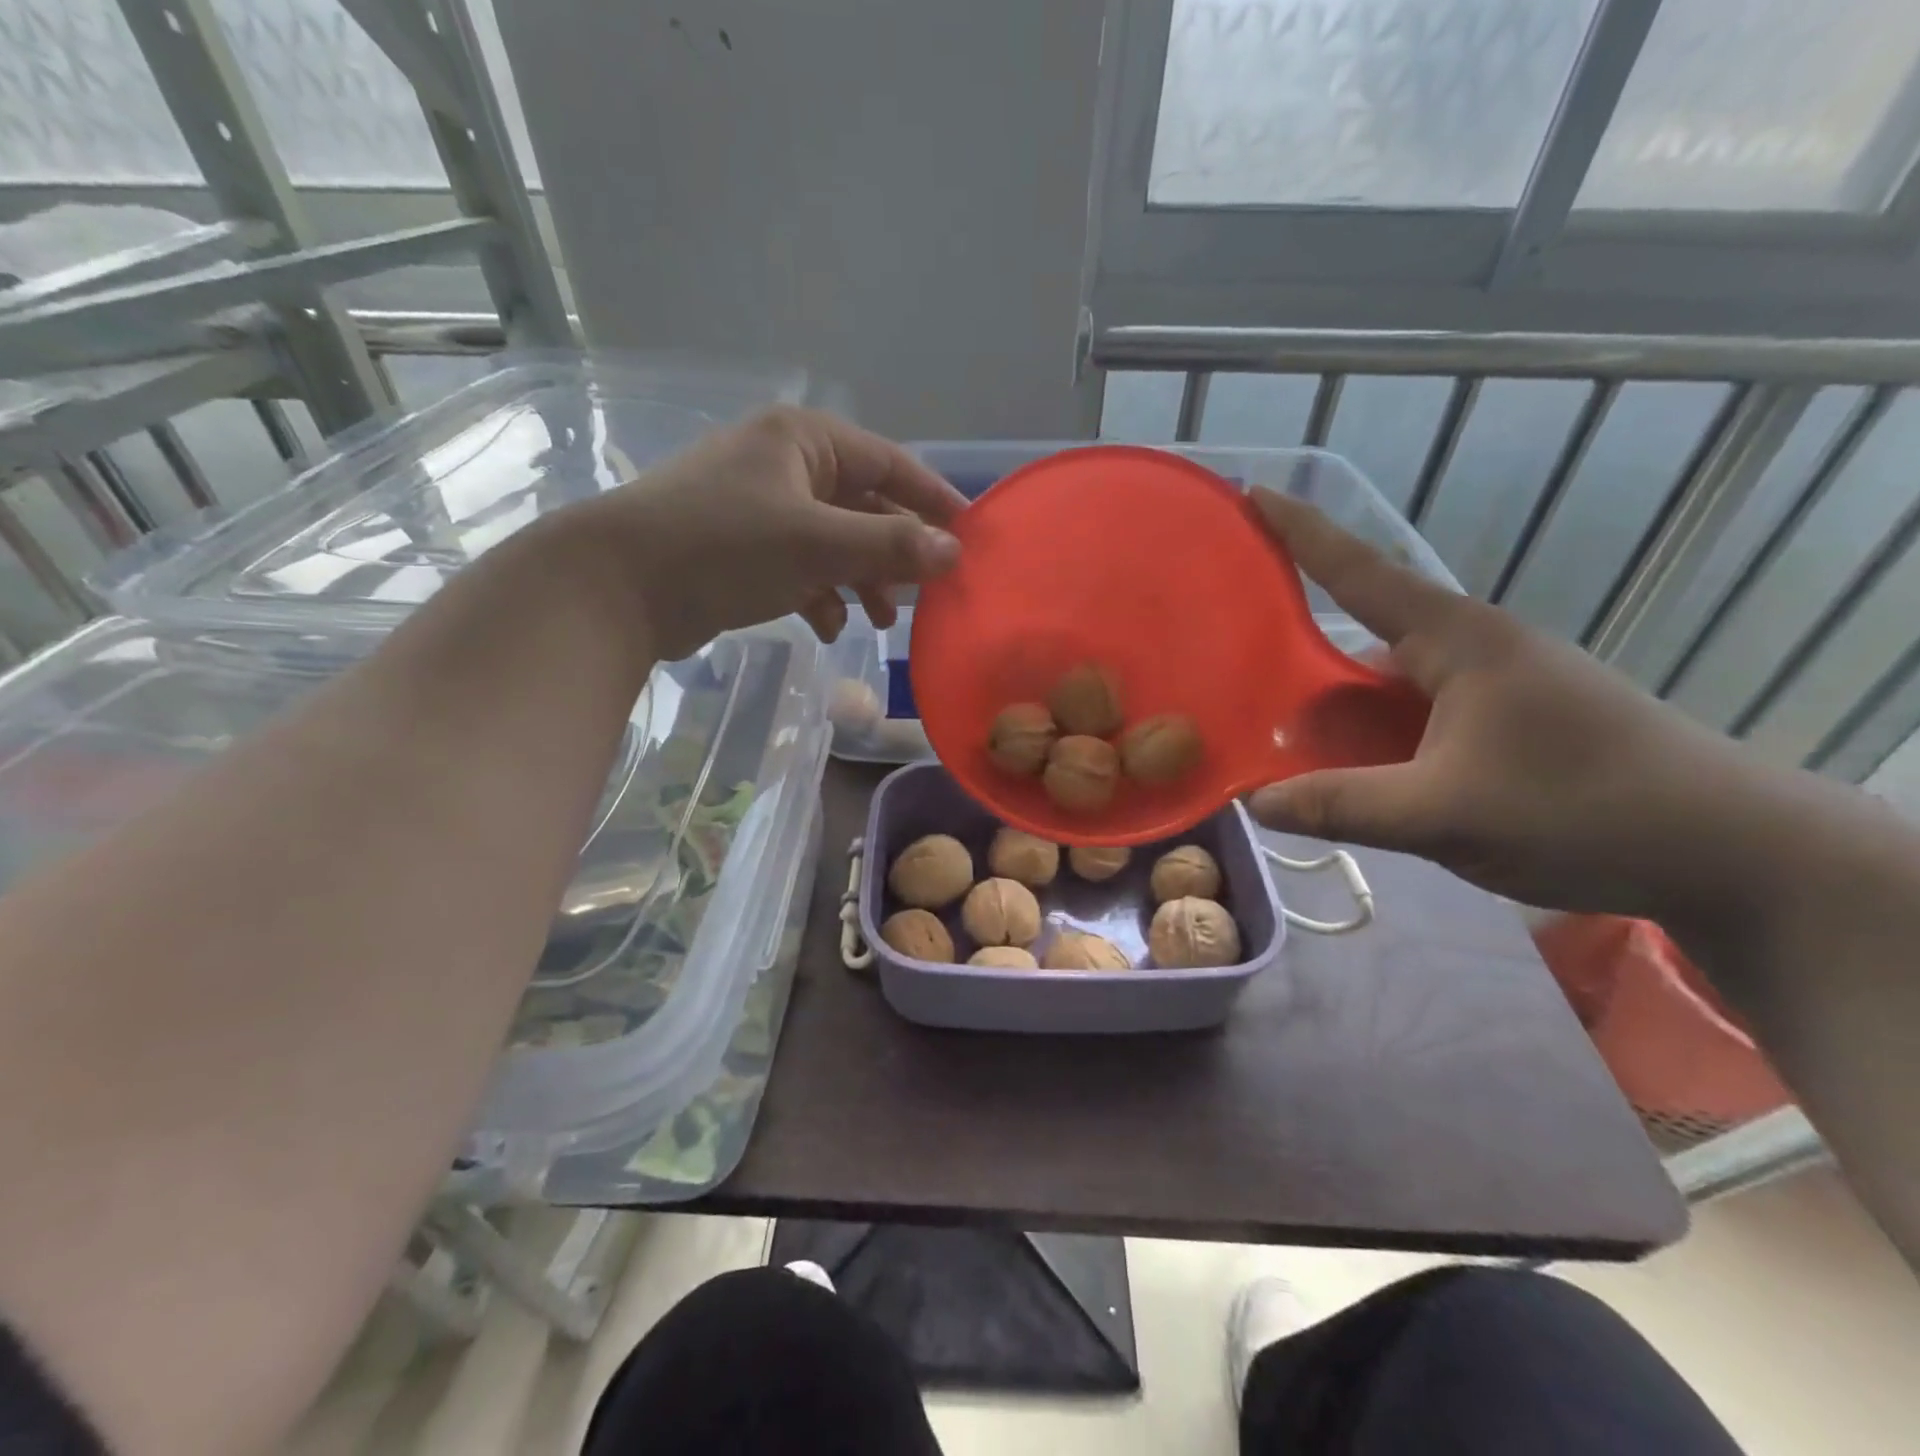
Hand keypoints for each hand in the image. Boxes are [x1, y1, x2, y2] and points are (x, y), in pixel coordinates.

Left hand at [576, 407, 966, 660]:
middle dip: (894, 554)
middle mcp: (785, 465)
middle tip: (925, 594)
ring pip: (835, 542)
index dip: (934, 500)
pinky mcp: (743, 549)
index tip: (972, 537)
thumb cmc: (725, 546)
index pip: (891, 463)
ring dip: (862, 580)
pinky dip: (822, 595)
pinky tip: (829, 625)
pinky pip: (802, 567)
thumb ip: (891, 546)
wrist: (618, 587)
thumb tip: (954, 553)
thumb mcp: (818, 543)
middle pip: (865, 507)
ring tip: (882, 621)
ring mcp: (761, 508)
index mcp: (804, 440)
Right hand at [1245, 490, 1778, 921]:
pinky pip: (1412, 721)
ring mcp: (1490, 689)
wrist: (1728, 851)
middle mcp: (1470, 650)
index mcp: (1457, 640)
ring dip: (1338, 714)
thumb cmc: (1583, 808)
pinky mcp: (1503, 726)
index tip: (1252, 494)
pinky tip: (1347, 775)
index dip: (1302, 532)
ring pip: (1387, 689)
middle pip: (1362, 640)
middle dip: (1300, 660)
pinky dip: (1372, 742)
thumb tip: (1253, 803)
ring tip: (1278, 745)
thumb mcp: (1446, 812)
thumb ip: (1342, 805)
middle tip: (1235, 681)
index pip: (1361, 571)